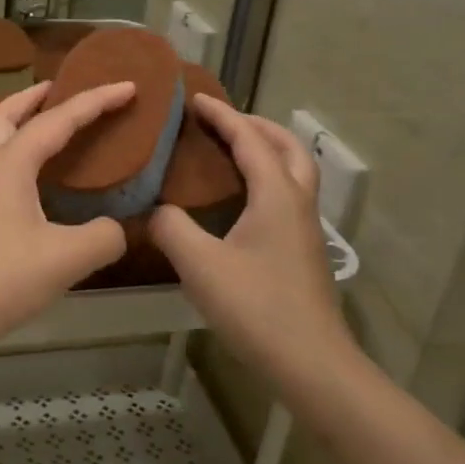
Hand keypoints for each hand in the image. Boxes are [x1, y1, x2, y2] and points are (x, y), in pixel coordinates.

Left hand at [0, 80, 134, 351]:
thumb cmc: (2, 278)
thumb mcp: (67, 258)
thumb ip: (104, 237)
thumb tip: (114, 229)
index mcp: (10, 164)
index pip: (58, 120)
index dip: (96, 101)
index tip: (128, 86)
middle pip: (5, 114)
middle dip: (34, 96)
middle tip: (61, 88)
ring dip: (20, 124)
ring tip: (49, 129)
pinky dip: (16, 157)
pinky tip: (33, 184)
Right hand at [149, 95, 346, 376]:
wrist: (311, 363)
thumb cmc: (256, 308)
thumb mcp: (200, 266)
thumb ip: (171, 229)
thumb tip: (153, 210)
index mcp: (277, 196)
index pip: (250, 140)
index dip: (222, 117)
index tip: (195, 100)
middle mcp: (298, 204)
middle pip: (287, 148)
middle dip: (256, 125)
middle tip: (222, 121)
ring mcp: (306, 230)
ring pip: (294, 172)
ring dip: (267, 151)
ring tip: (232, 152)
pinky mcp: (303, 252)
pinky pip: (288, 196)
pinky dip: (267, 179)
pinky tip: (240, 202)